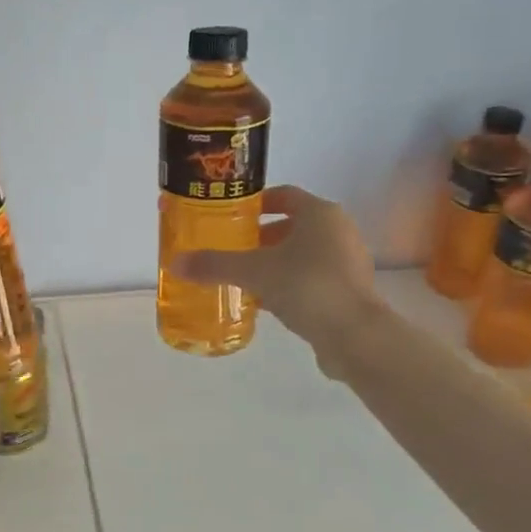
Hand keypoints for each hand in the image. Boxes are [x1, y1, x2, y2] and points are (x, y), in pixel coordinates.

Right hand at [172, 185, 376, 366]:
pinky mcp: (350, 291)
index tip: (231, 216)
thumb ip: (214, 265)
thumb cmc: (306, 286)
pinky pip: (312, 278)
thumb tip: (175, 263)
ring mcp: (348, 262)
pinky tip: (266, 302)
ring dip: (275, 262)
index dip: (256, 203)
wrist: (355, 336)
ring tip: (244, 277)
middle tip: (232, 249)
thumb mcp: (253, 272)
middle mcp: (338, 231)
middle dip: (261, 237)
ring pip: (303, 253)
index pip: (284, 195)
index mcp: (320, 213)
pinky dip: (289, 284)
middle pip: (293, 225)